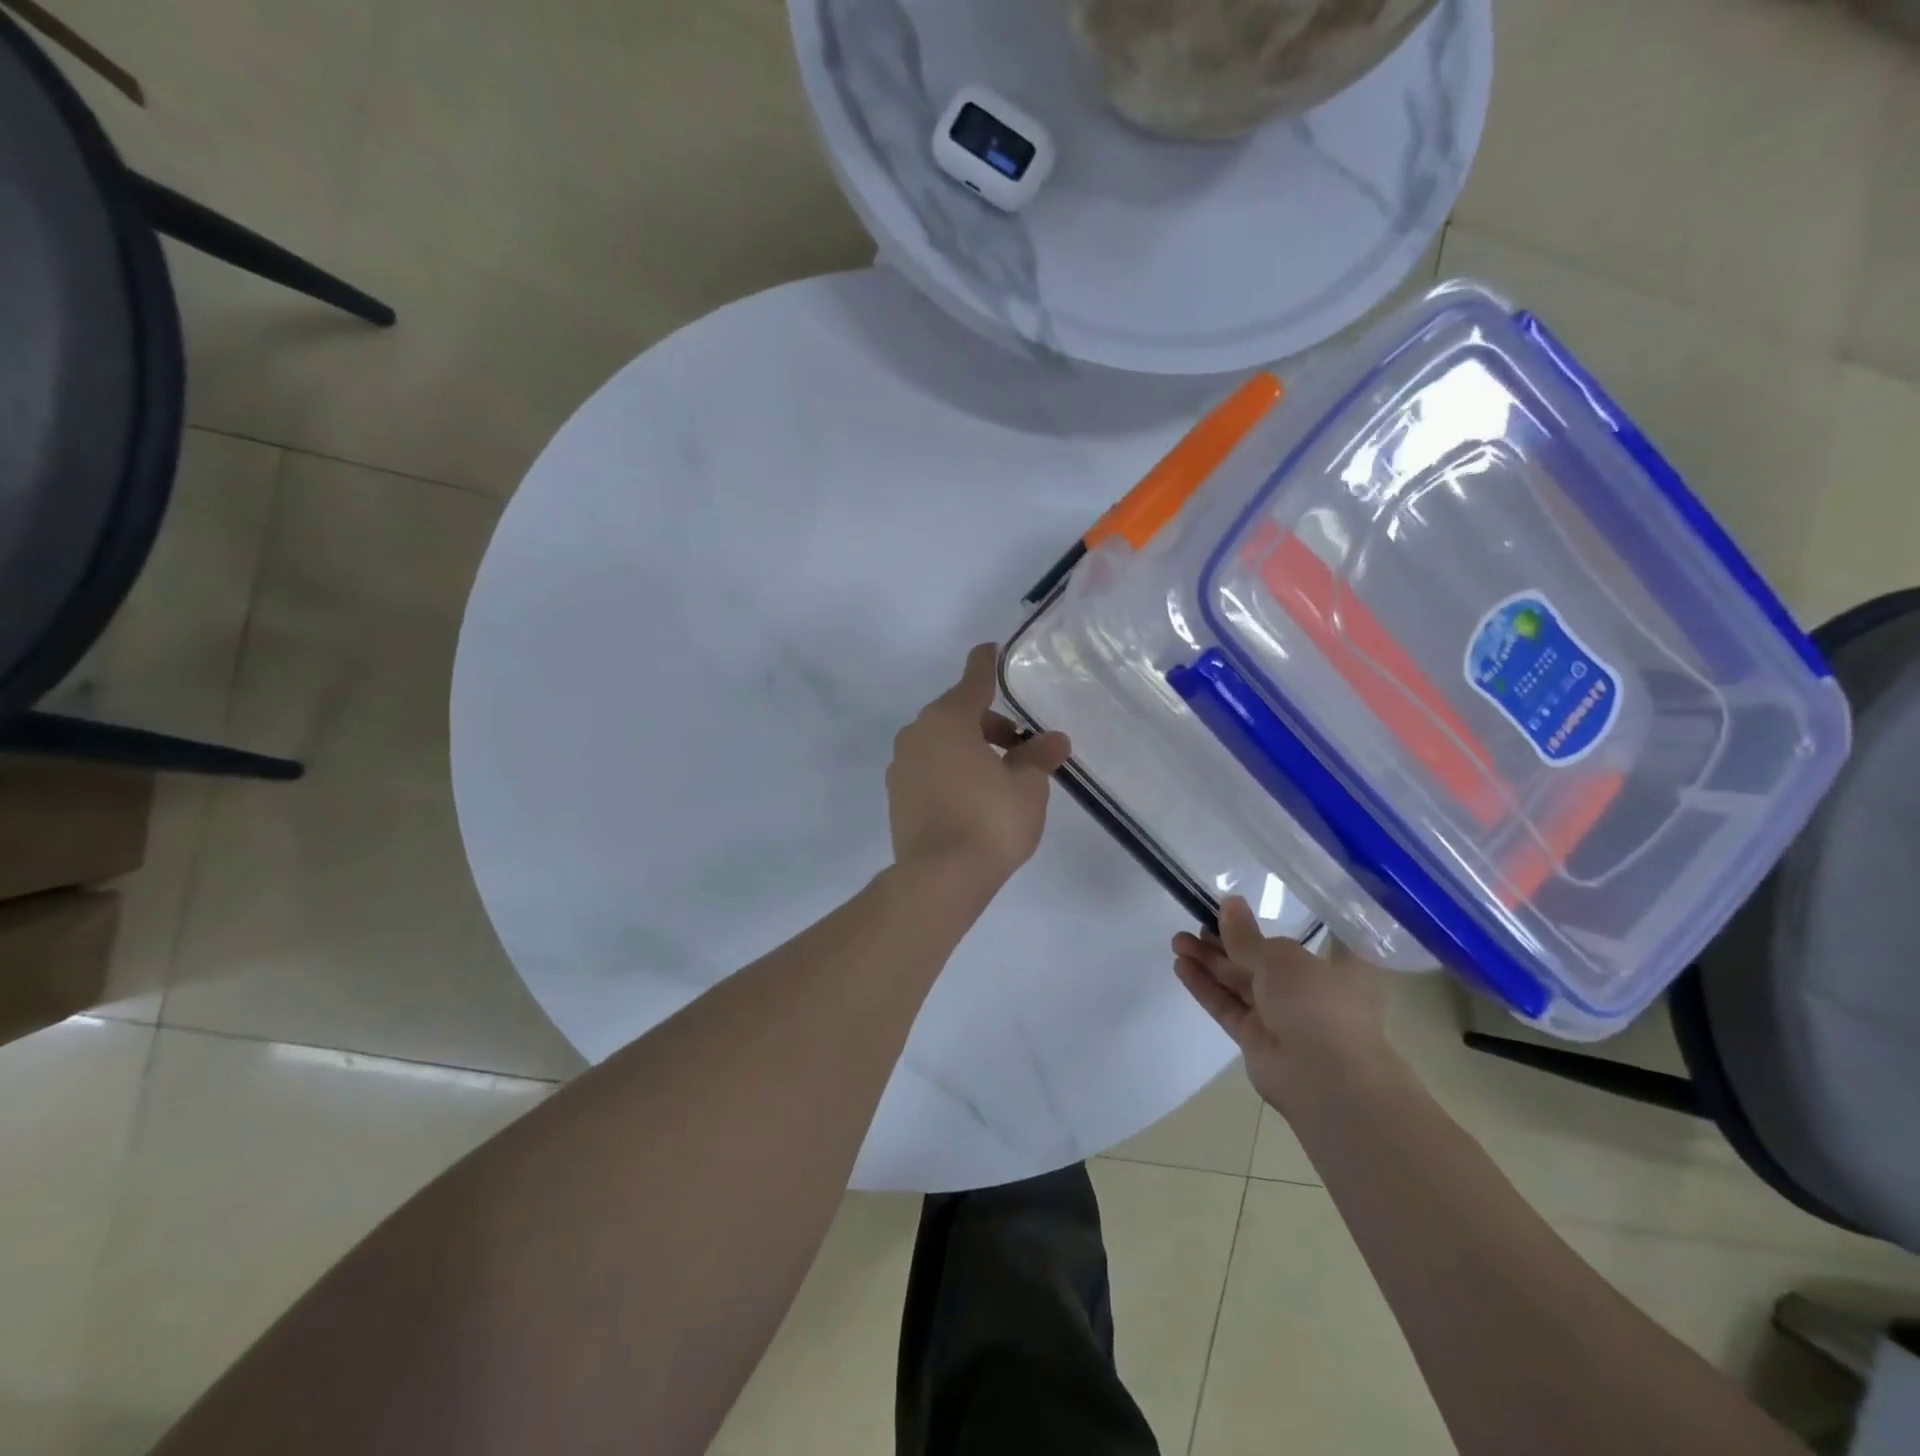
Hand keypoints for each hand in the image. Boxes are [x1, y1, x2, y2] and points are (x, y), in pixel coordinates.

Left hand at [887, 644, 1071, 895]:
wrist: (938, 878)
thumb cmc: (989, 822)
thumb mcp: (1027, 787)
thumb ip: (1038, 757)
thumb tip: (1054, 740)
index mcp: (948, 720)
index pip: (973, 681)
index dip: (986, 664)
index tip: (991, 649)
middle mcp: (917, 734)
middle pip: (957, 714)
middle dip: (989, 723)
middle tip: (1020, 746)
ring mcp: (901, 766)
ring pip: (941, 742)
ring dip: (970, 748)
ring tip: (1000, 776)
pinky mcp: (896, 796)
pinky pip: (929, 768)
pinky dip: (951, 770)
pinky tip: (972, 798)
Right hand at [1173, 897, 1394, 1116]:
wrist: (1324, 1079)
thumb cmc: (1317, 1003)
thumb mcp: (1280, 958)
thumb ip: (1246, 935)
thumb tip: (1229, 903)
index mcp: (1338, 967)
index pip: (1316, 937)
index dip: (1283, 923)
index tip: (1251, 909)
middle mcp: (1312, 990)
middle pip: (1263, 960)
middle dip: (1228, 941)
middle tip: (1197, 921)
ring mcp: (1283, 1017)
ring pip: (1240, 983)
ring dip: (1210, 961)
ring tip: (1178, 941)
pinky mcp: (1257, 1039)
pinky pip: (1228, 1006)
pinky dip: (1205, 987)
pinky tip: (1181, 966)